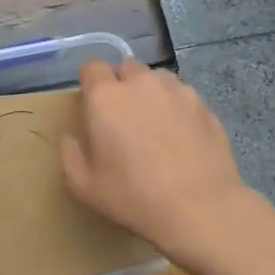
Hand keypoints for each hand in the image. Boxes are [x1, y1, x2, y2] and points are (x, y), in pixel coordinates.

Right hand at [59, 59, 251, 261]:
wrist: (199, 207)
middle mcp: (142, 83)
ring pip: (157, 78)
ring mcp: (178, 91)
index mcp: (106, 97)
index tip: (92, 104)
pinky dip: (176, 107)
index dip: (90, 82)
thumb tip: (71, 137)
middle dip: (121, 83)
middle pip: (126, 67)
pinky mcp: (205, 105)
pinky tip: (180, 136)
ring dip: (150, 92)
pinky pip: (183, 96)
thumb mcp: (83, 186)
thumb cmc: (133, 196)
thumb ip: (69, 154)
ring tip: (153, 123)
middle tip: (122, 116)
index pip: (92, 67)